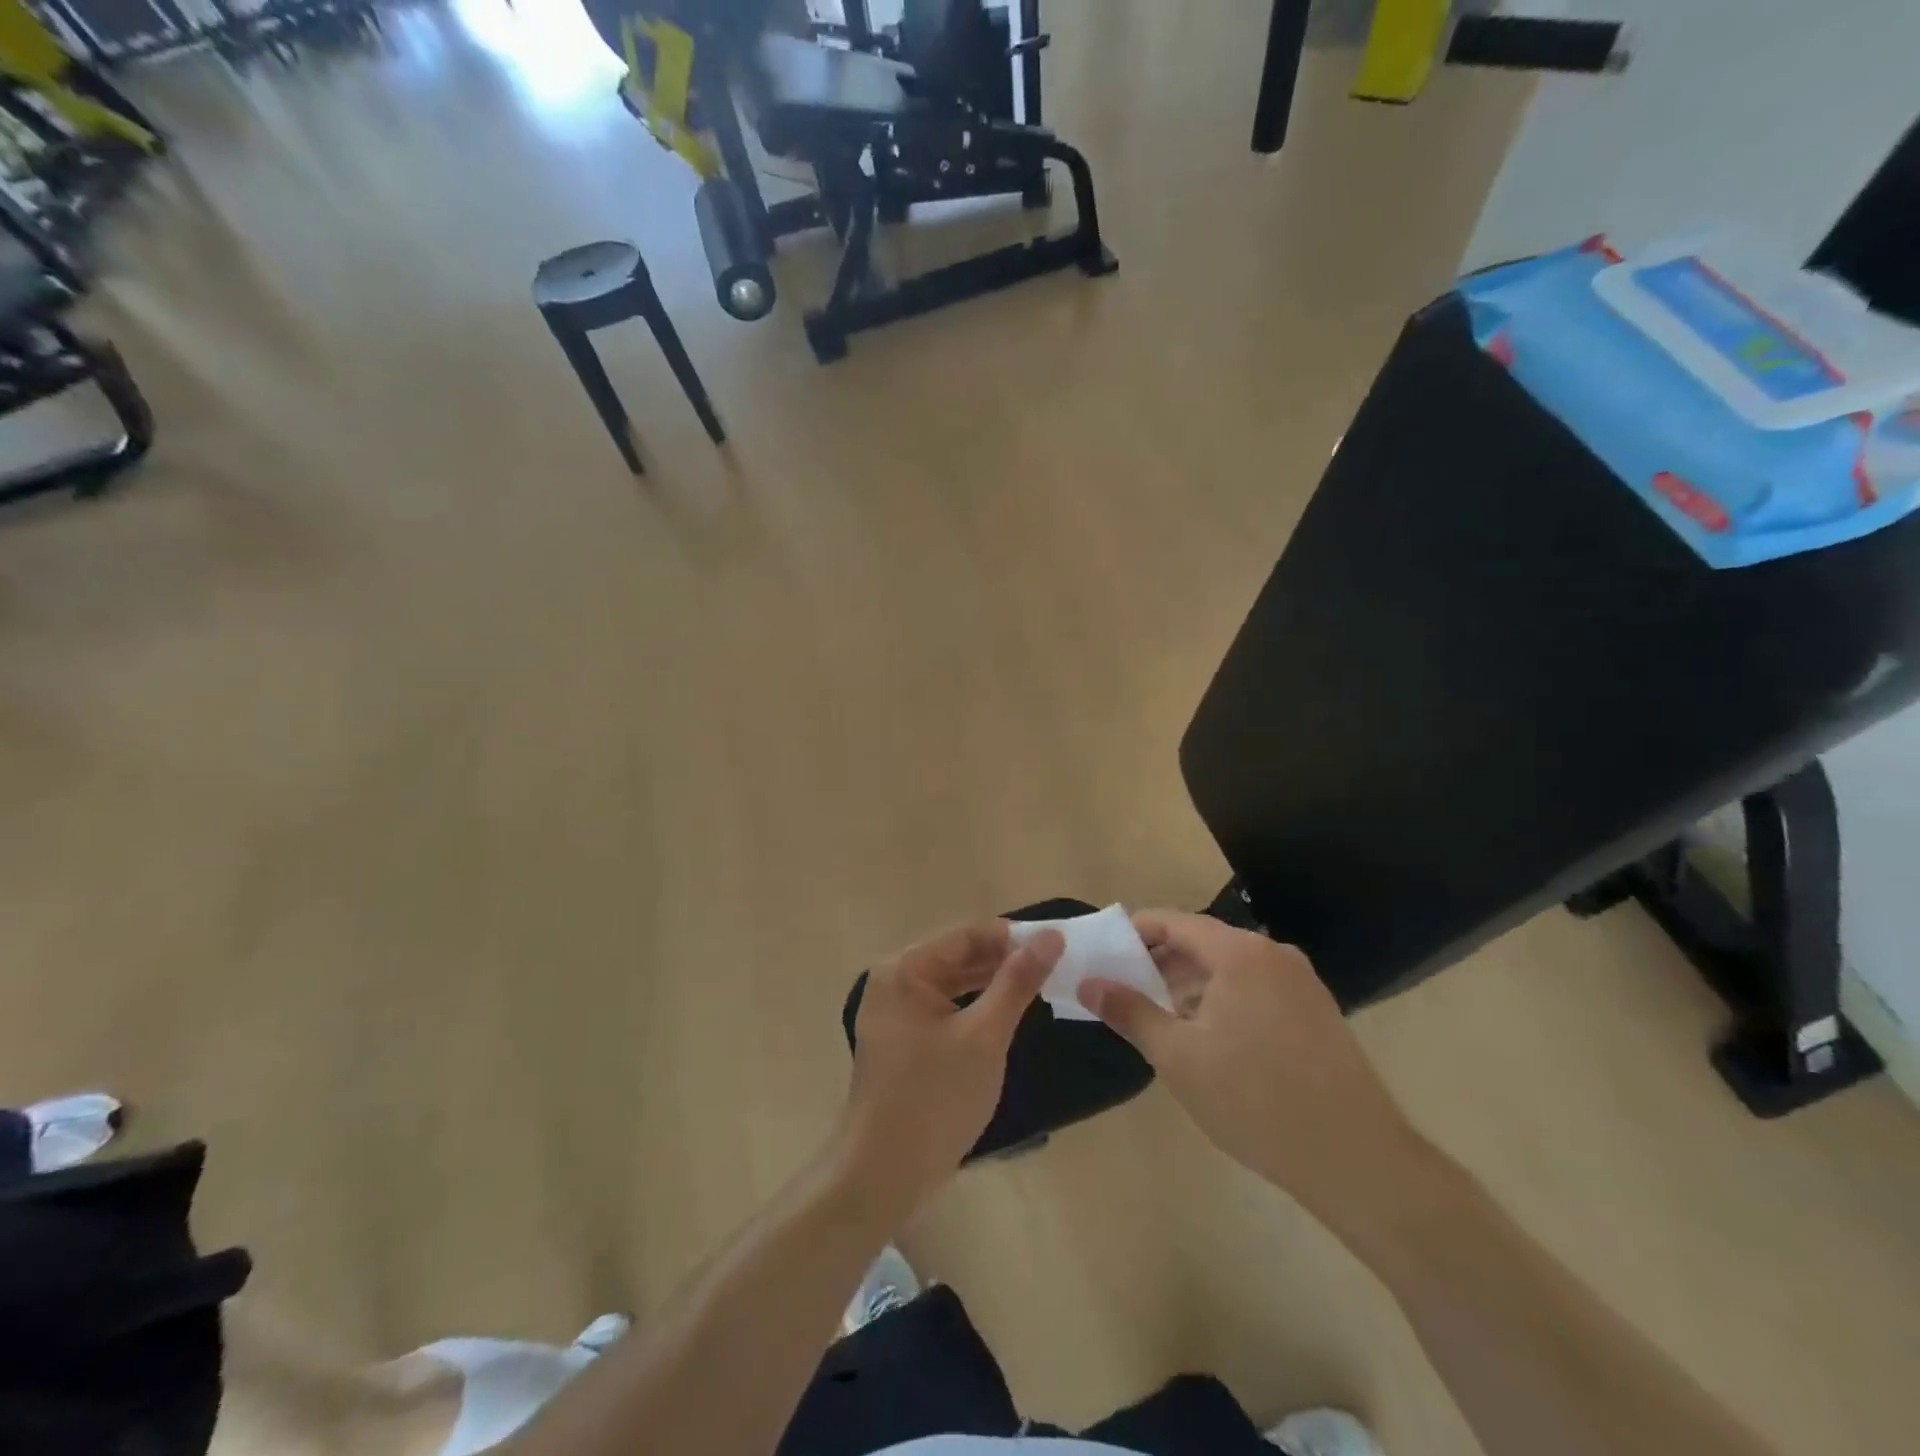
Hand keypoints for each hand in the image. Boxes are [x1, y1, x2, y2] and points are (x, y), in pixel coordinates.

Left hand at [838, 920, 1063, 1219]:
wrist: (885, 1174)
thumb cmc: (936, 1098)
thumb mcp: (985, 1036)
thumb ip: (1017, 981)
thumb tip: (1052, 936)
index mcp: (904, 970)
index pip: (965, 935)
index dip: (1010, 936)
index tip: (1055, 943)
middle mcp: (893, 981)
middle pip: (956, 956)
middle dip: (1002, 960)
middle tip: (1053, 965)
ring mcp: (894, 1012)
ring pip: (952, 983)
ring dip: (991, 982)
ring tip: (1037, 984)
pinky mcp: (902, 1039)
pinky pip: (944, 1007)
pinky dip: (974, 1006)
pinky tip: (1005, 1012)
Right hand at [1079, 911, 1417, 1222]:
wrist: (1357, 1161)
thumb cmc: (1255, 1100)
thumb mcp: (1178, 1057)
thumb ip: (1130, 1012)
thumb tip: (1090, 984)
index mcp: (1240, 953)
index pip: (1174, 922)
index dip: (1136, 934)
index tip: (1106, 957)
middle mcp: (1273, 955)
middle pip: (1203, 942)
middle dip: (1161, 964)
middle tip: (1126, 992)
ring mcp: (1301, 984)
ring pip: (1230, 969)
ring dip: (1191, 986)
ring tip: (1162, 1020)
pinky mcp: (1317, 1013)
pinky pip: (1257, 989)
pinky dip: (1224, 1001)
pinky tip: (1210, 1040)